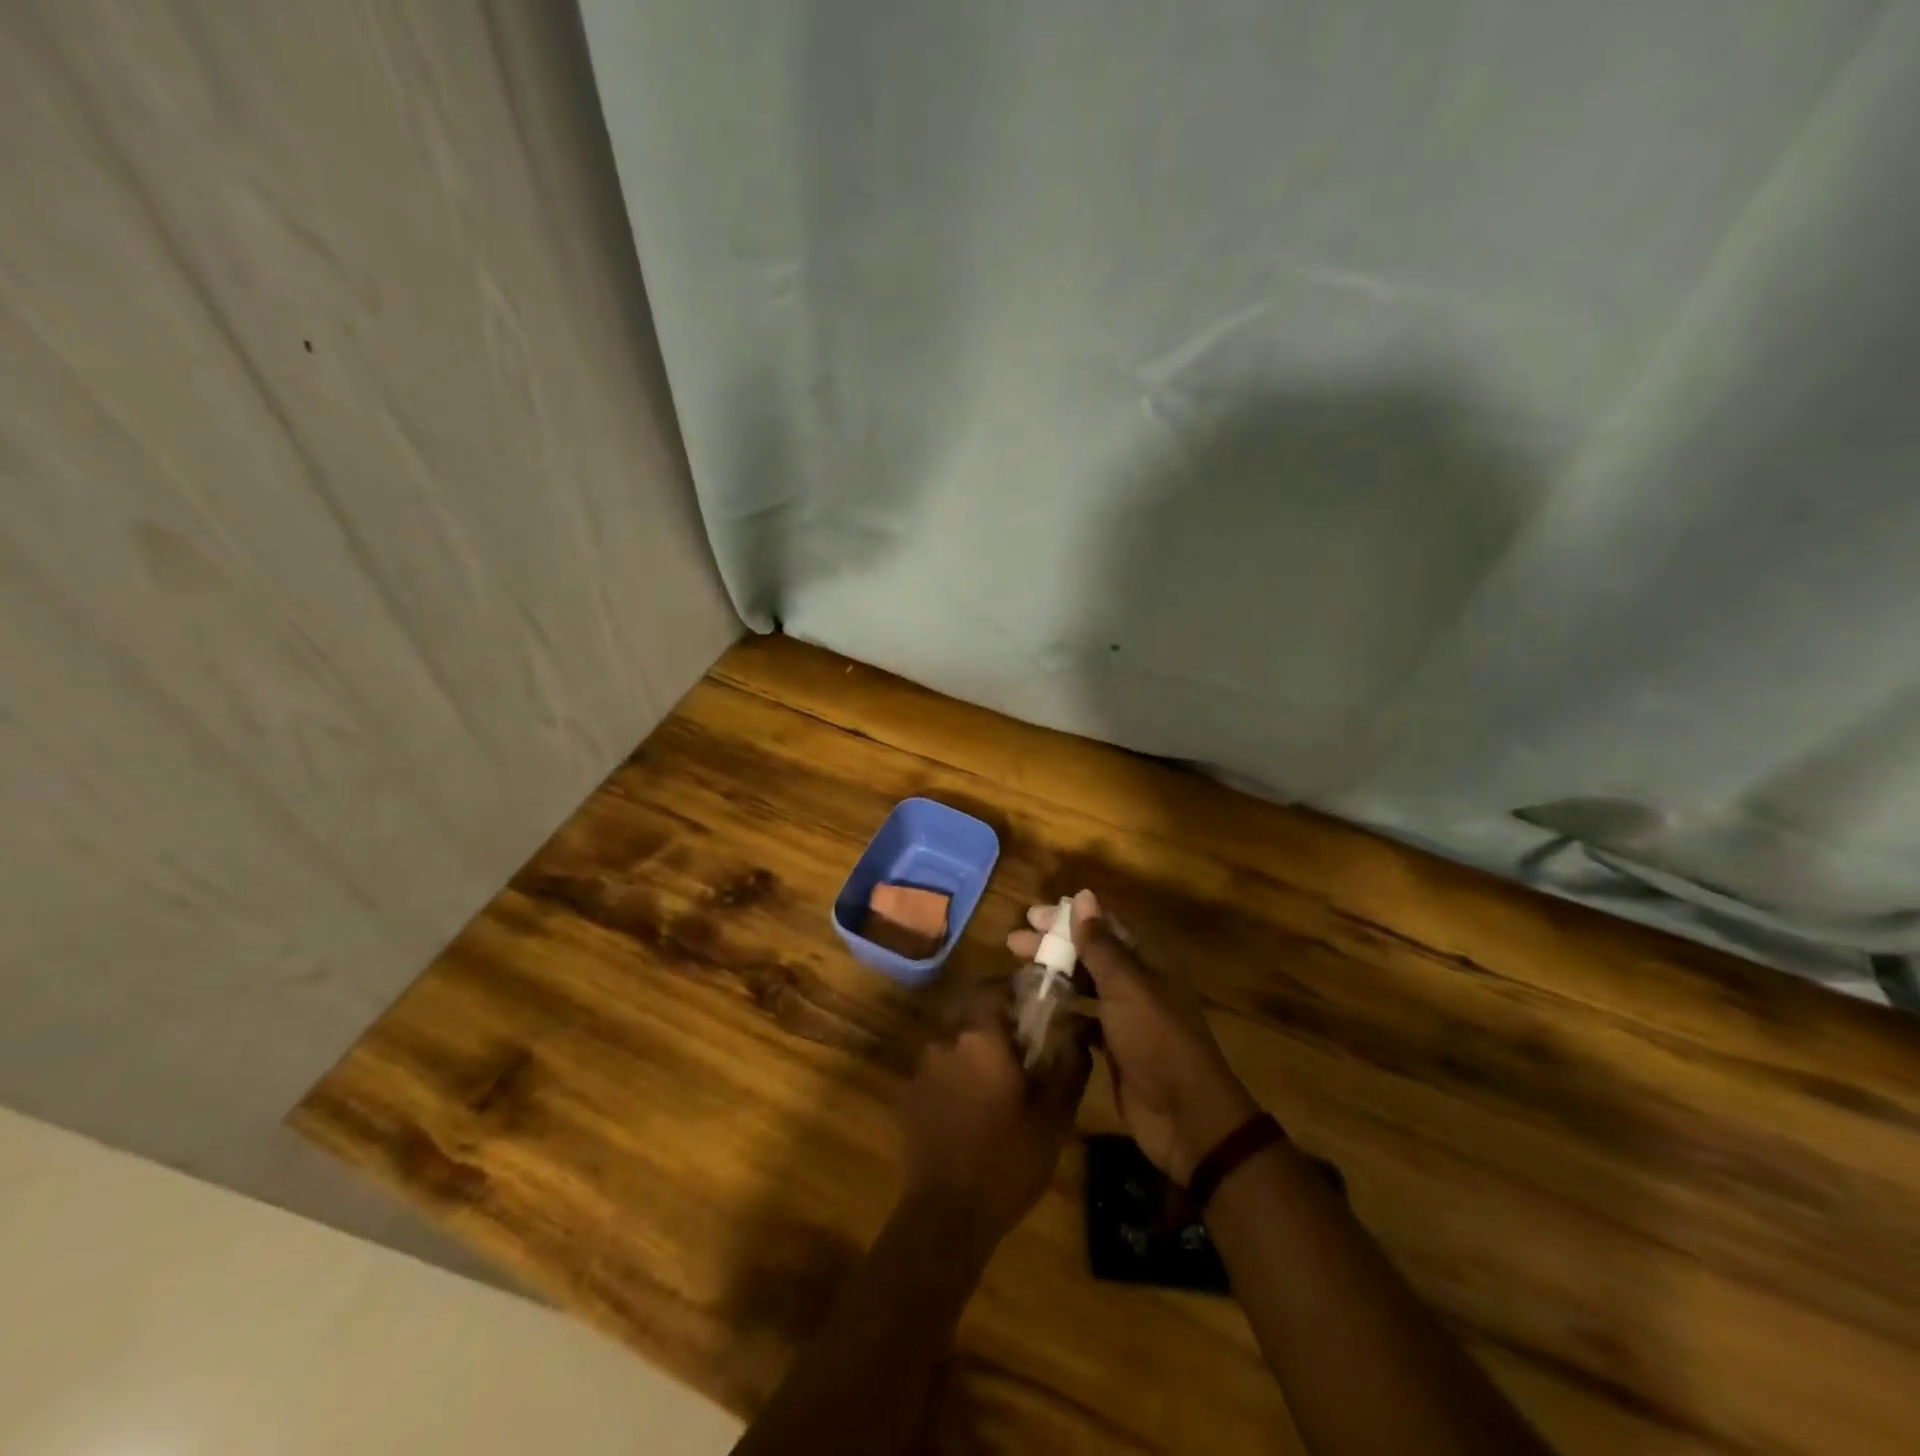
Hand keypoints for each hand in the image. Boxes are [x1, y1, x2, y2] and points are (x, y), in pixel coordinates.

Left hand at [899, 983, 1090, 1246]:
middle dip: (996, 1026)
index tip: (1036, 1006)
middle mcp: (944, 1041)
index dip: (1015, 992)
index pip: (994, 988)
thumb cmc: (1007, 1160)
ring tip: (998, 1087)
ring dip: (975, 1055)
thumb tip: (1080, 1030)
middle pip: (972, 1015)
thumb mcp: (1054, 1117)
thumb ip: (1070, 1066)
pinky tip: (971, 1111)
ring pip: (954, 1045)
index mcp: (980, 1037)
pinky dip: (955, 1080)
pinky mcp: (908, 1097)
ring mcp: (921, 1069)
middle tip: (1023, 1051)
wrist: (947, 1216)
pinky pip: (938, 1073)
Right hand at [1009, 891, 1255, 1182]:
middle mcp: (1137, 981)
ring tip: (1018, 969)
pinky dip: (1062, 1009)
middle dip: (1053, 944)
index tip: (1032, 916)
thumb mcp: (1126, 986)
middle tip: (1014, 941)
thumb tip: (1083, 896)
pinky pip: (1083, 1017)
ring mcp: (1126, 1014)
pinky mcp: (1114, 1045)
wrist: (1184, 1115)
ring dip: (1054, 973)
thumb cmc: (1156, 1039)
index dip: (1069, 917)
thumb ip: (1101, 944)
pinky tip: (1036, 1007)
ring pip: (1085, 983)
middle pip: (1090, 952)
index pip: (1104, 925)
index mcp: (1147, 960)